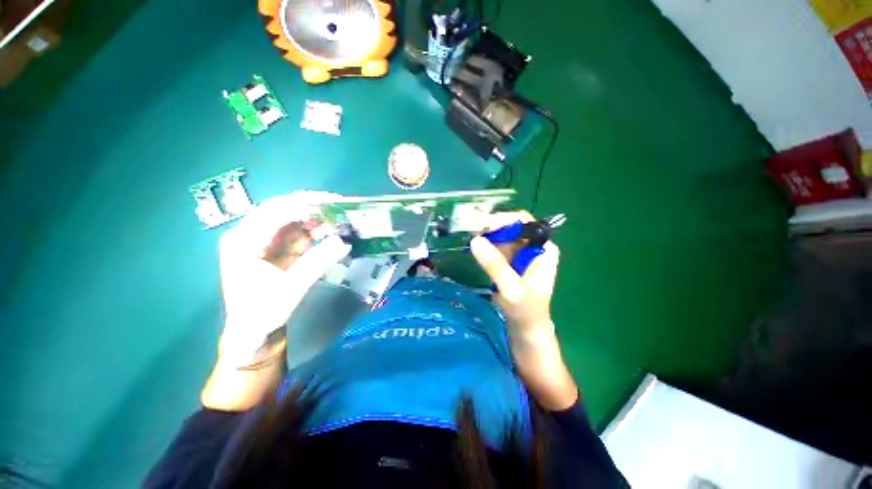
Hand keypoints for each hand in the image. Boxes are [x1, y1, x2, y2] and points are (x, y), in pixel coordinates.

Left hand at [217, 195, 350, 366]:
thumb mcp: (291, 289)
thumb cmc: (264, 313)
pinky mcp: (280, 249)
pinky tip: (334, 231)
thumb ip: (318, 262)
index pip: (274, 212)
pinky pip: (301, 233)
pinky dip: (319, 231)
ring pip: (295, 220)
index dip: (303, 204)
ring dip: (318, 218)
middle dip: (312, 207)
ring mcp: (267, 241)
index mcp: (243, 241)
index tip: (331, 202)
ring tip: (342, 218)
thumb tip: (345, 241)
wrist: (255, 332)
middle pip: (284, 210)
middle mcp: (252, 235)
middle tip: (340, 206)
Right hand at [470, 211, 575, 410]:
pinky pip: (494, 247)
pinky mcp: (508, 262)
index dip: (503, 219)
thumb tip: (475, 240)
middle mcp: (532, 247)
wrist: (525, 331)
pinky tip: (471, 245)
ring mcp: (519, 254)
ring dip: (484, 233)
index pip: (524, 223)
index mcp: (543, 249)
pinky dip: (483, 244)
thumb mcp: (511, 289)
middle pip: (510, 226)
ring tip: (465, 233)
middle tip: (467, 227)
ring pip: (500, 235)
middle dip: (490, 225)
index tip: (482, 225)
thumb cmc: (526, 312)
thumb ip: (495, 265)